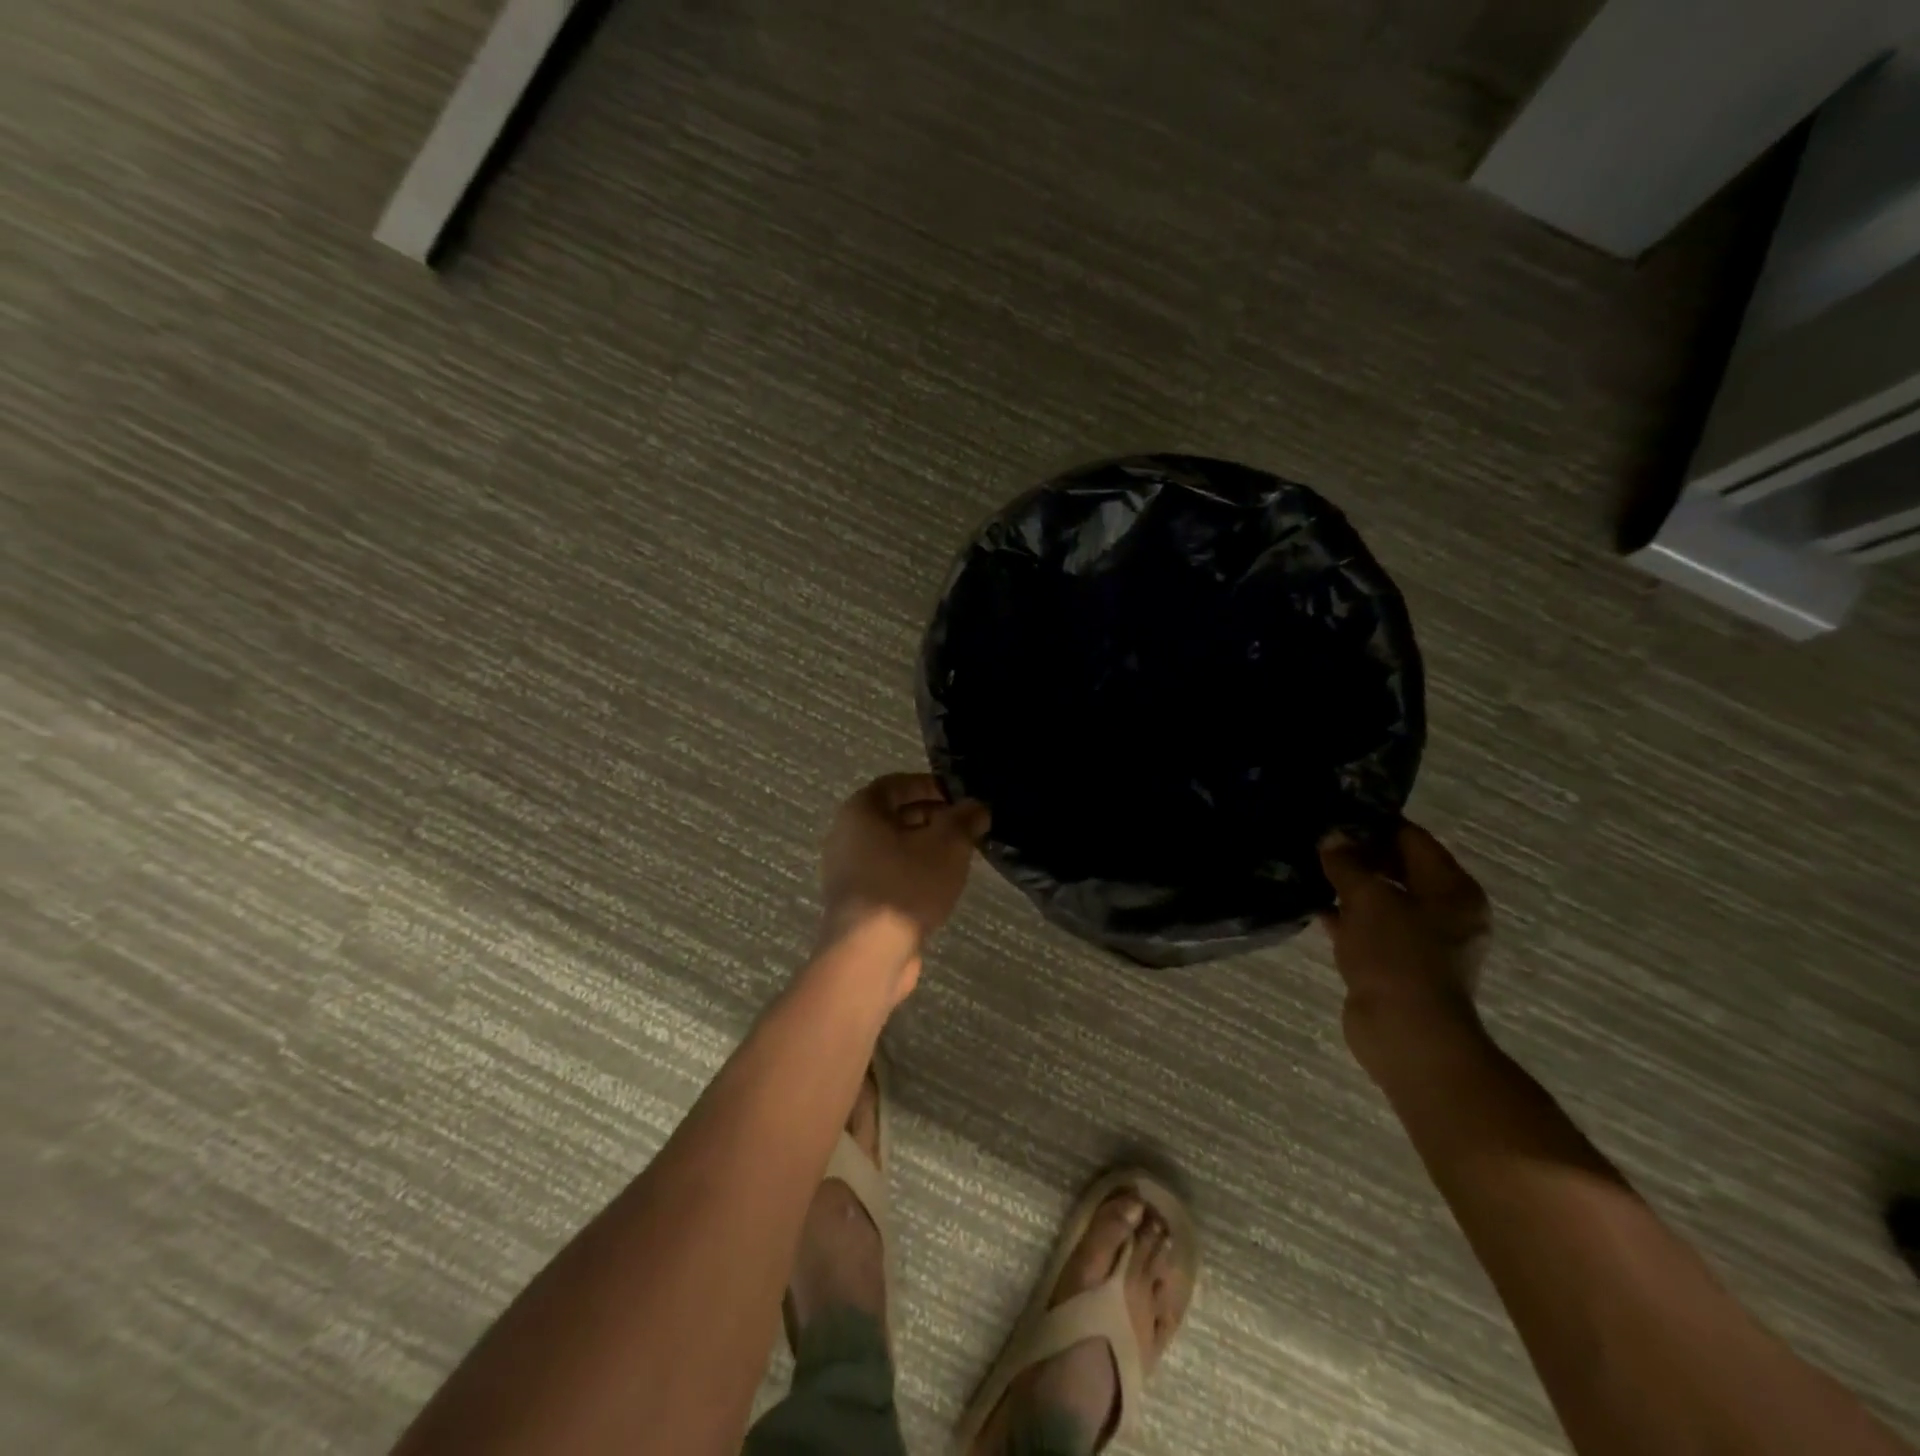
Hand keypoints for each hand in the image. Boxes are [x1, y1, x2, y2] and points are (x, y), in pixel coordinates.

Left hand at [818, 774, 989, 994]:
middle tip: (966, 829)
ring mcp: (847, 870)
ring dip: (924, 848)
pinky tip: (938, 887)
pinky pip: (888, 873)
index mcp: (861, 810)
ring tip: (958, 858)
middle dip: (932, 818)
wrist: (869, 954)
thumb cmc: (906, 885)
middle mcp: (846, 834)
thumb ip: (964, 819)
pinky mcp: (855, 900)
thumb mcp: (947, 844)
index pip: (897, 783)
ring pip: (892, 847)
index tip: (961, 798)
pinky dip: (912, 872)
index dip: (931, 785)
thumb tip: (976, 807)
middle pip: (894, 815)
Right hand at [1318, 822, 1490, 1072]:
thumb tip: (1332, 837)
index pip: (1413, 839)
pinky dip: (1344, 917)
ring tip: (1308, 866)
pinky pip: (1368, 928)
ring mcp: (1420, 941)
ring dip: (1348, 886)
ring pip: (1379, 900)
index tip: (1336, 812)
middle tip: (1316, 837)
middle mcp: (1443, 912)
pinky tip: (1312, 905)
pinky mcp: (1395, 964)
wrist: (1406, 1034)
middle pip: (1397, 868)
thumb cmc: (1398, 956)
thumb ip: (1348, 863)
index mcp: (1452, 889)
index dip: (1375, 823)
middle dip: (1358, 854)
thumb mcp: (1368, 898)